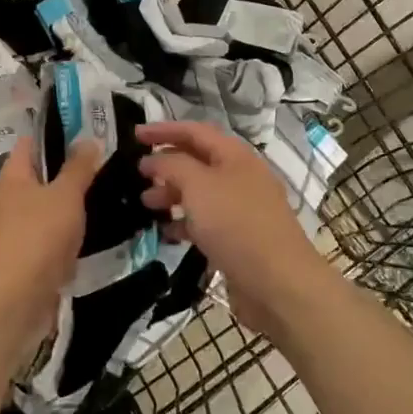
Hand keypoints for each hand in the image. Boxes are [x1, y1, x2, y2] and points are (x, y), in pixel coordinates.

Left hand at [0, 136, 102, 333]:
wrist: (17, 297)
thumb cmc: (40, 235)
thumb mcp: (66, 194)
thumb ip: (79, 167)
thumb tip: (89, 140)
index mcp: (12, 176)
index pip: (30, 143)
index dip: (55, 135)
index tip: (86, 134)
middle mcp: (7, 198)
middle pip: (38, 175)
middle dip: (66, 171)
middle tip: (102, 166)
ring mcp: (13, 229)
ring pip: (45, 206)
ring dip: (68, 204)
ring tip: (102, 197)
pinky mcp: (23, 256)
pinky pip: (47, 234)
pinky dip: (65, 232)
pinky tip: (89, 233)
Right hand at [136, 120, 325, 337]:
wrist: (278, 284)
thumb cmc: (236, 225)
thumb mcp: (198, 186)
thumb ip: (171, 165)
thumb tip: (154, 160)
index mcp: (235, 156)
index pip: (195, 131)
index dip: (163, 130)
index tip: (134, 135)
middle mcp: (240, 177)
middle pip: (197, 161)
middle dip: (166, 164)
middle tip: (137, 174)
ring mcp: (242, 209)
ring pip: (200, 193)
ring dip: (172, 194)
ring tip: (146, 203)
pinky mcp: (239, 239)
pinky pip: (206, 222)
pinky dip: (185, 222)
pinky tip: (167, 232)